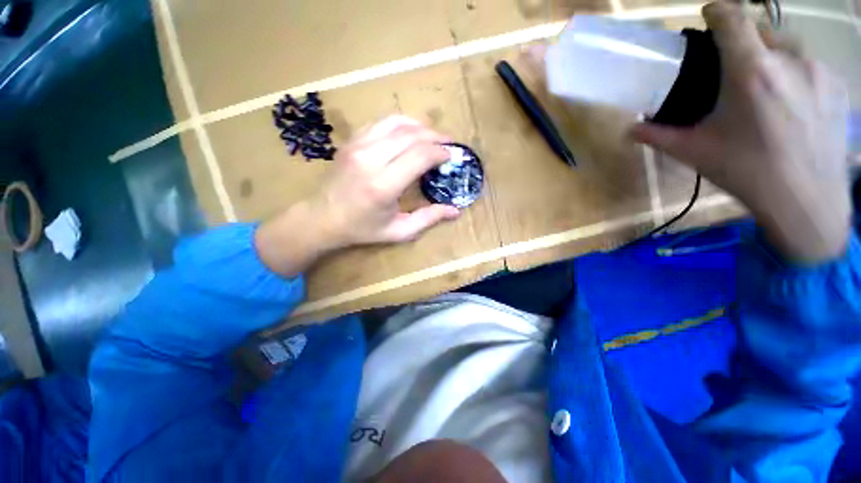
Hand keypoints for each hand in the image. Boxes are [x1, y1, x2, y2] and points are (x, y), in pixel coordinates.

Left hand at [255, 116, 460, 275]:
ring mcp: (358, 146)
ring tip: (433, 136)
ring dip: (420, 126)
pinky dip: (401, 124)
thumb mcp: (398, 231)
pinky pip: (381, 123)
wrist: (322, 218)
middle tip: (448, 144)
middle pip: (411, 135)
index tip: (451, 156)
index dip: (440, 152)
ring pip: (397, 122)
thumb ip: (428, 219)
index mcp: (383, 185)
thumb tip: (455, 210)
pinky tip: (410, 133)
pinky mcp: (351, 141)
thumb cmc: (362, 229)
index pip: (419, 156)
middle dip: (435, 137)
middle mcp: (370, 159)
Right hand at [630, 1, 851, 263]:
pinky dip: (796, 75)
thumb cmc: (745, 172)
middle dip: (744, 42)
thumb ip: (658, 135)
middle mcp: (789, 60)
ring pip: (788, 48)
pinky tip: (792, 106)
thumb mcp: (694, 152)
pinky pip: (811, 66)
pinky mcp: (839, 85)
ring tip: (766, 92)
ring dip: (772, 59)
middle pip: (760, 30)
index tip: (708, 16)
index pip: (732, 18)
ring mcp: (819, 70)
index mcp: (750, 72)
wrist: (806, 201)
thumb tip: (629, 129)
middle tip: (735, 70)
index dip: (717, 10)